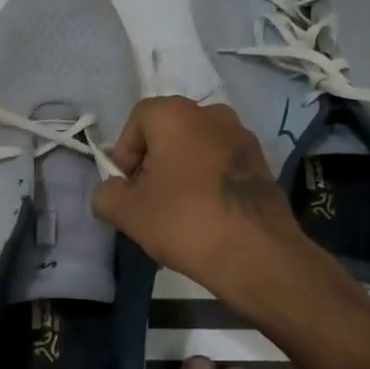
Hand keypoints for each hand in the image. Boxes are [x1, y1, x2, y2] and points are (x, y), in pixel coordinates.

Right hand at [91, 96, 310, 296]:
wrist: (257, 254)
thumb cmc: (185, 222)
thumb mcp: (128, 213)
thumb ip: (106, 194)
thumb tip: (111, 190)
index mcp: (177, 115)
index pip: (137, 120)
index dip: (125, 153)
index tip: (126, 188)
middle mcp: (213, 114)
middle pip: (168, 132)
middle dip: (153, 163)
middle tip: (148, 201)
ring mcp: (243, 137)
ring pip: (197, 149)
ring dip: (181, 172)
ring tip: (177, 212)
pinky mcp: (262, 164)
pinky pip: (222, 165)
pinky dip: (208, 182)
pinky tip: (206, 216)